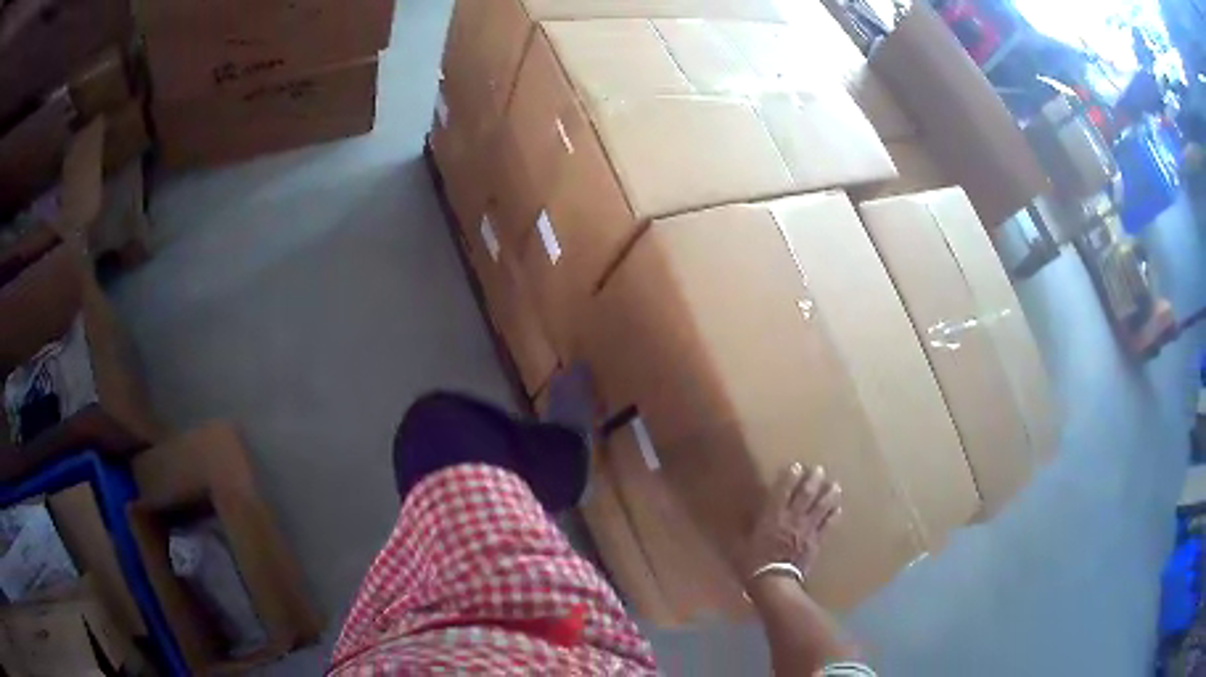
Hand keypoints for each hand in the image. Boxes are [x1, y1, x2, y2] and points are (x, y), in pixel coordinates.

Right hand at [743, 464, 841, 585]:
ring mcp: (806, 530)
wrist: (774, 583)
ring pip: (821, 507)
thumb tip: (742, 516)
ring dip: (829, 495)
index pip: (783, 491)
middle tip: (820, 469)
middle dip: (813, 480)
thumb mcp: (740, 544)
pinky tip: (838, 509)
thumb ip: (744, 528)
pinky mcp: (816, 542)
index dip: (790, 477)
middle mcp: (792, 518)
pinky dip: (833, 516)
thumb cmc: (752, 564)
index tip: (797, 466)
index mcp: (773, 516)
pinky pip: (827, 525)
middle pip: (806, 495)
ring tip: (836, 485)